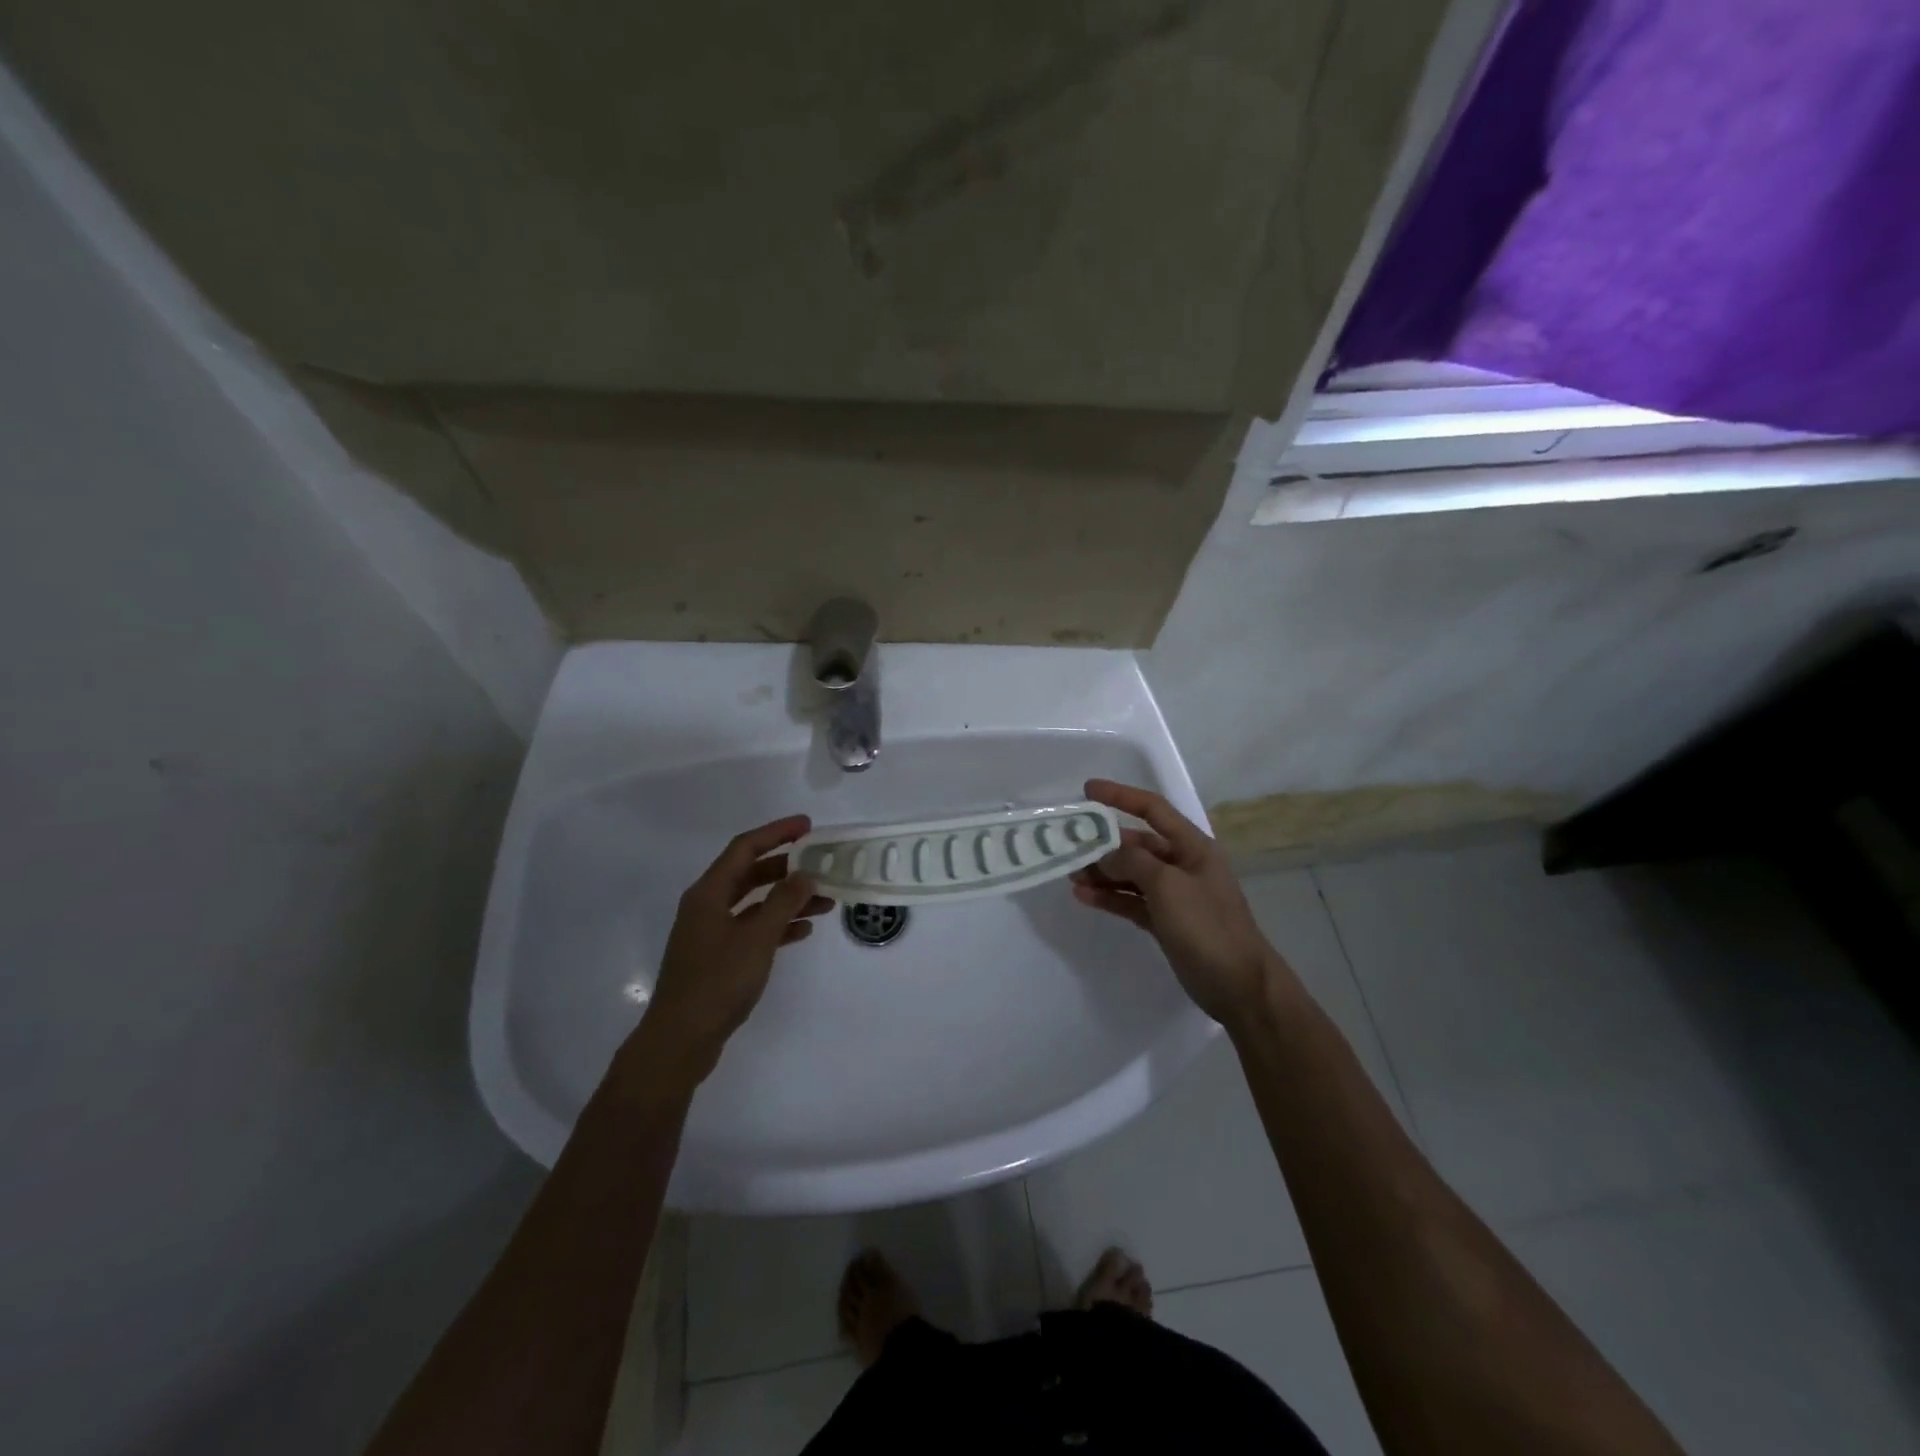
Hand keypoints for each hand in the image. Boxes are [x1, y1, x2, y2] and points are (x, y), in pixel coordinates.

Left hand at [626, 815, 832, 1089]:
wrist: (681, 1040)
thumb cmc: (717, 982)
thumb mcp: (757, 938)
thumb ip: (784, 902)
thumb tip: (805, 874)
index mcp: (709, 893)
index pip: (745, 848)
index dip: (777, 833)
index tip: (808, 825)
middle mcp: (708, 906)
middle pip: (750, 873)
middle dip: (787, 867)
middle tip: (821, 862)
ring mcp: (712, 933)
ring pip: (755, 903)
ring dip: (788, 898)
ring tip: (824, 901)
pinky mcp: (719, 957)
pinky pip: (753, 929)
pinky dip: (778, 925)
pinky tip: (803, 931)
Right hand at [1069, 780, 1290, 1025]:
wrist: (1239, 986)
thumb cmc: (1207, 926)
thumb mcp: (1168, 886)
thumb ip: (1133, 861)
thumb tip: (1106, 853)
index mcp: (1192, 846)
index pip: (1153, 809)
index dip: (1121, 796)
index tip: (1087, 790)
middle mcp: (1182, 865)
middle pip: (1137, 844)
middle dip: (1104, 843)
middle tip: (1069, 845)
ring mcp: (1174, 895)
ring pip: (1131, 874)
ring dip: (1102, 873)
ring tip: (1071, 874)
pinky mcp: (1165, 922)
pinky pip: (1131, 901)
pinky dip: (1110, 898)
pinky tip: (1084, 897)